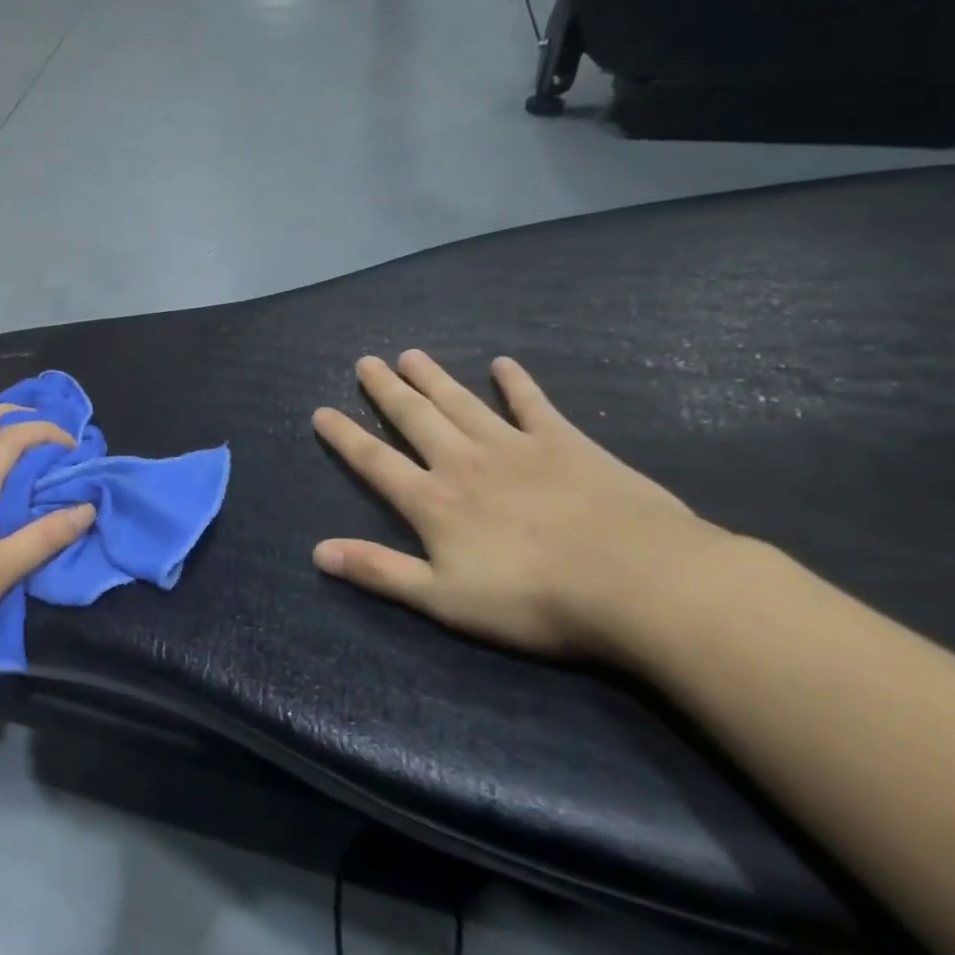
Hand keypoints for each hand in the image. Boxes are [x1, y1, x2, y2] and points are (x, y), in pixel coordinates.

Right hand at [311, 350, 735, 657]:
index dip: (344, 436)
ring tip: (410, 355)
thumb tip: (317, 552)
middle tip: (365, 362)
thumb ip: (379, 570)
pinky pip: (533, 404)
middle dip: (386, 391)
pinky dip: (516, 383)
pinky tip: (504, 364)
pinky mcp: (565, 443)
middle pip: (415, 418)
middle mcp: (463, 462)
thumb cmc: (533, 599)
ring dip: (433, 378)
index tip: (322, 411)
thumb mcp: (443, 598)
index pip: (375, 460)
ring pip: (462, 402)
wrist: (638, 582)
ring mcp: (515, 447)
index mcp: (432, 500)